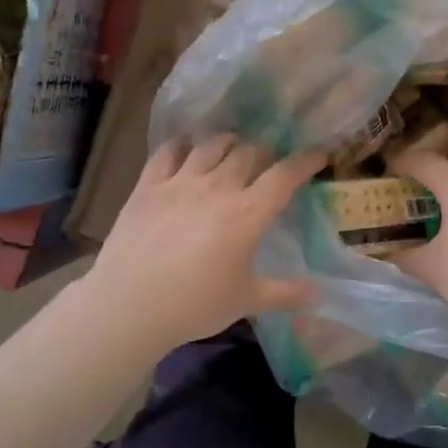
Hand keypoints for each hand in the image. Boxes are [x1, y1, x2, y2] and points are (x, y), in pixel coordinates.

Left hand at [84, 136, 325, 349]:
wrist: (130, 305)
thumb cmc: (195, 305)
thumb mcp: (246, 300)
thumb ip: (285, 293)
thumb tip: (318, 294)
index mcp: (248, 213)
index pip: (285, 174)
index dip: (305, 160)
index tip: (318, 154)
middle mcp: (218, 187)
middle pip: (248, 152)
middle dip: (264, 152)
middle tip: (267, 162)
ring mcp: (180, 182)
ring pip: (211, 145)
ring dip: (228, 142)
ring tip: (232, 148)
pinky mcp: (148, 186)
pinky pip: (168, 152)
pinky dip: (182, 145)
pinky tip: (186, 149)